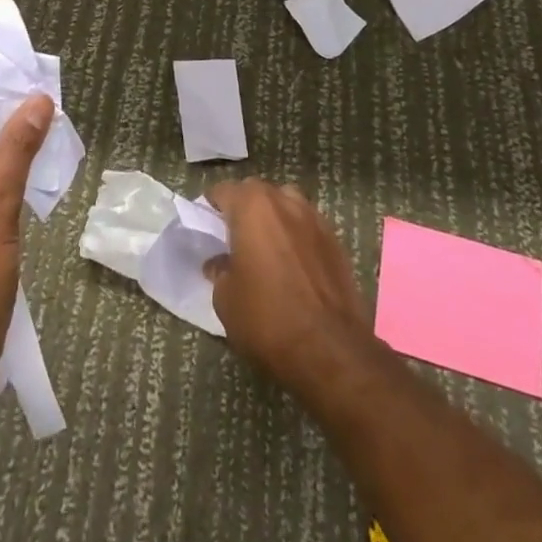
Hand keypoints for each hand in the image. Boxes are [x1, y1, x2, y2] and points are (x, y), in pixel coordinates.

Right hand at [204, 179, 373, 394]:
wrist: (331, 350)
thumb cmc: (268, 319)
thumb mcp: (226, 300)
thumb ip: (219, 271)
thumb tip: (220, 263)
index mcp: (252, 206)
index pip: (224, 191)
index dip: (211, 206)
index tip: (206, 224)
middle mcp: (284, 201)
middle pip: (257, 192)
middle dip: (243, 208)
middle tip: (234, 236)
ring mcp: (314, 218)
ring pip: (286, 205)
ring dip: (274, 218)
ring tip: (266, 247)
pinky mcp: (336, 241)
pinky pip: (307, 227)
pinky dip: (296, 236)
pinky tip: (293, 264)